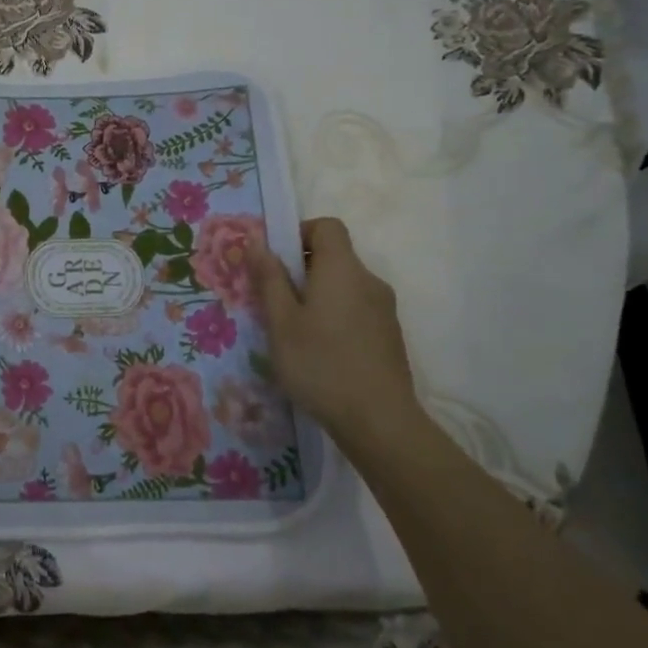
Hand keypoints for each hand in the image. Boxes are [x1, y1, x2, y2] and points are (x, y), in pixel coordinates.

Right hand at [246, 217, 423, 451]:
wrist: (380, 422)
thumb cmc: (321, 364)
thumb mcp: (281, 322)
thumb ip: (269, 278)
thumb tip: (257, 241)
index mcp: (342, 269)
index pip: (327, 226)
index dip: (299, 233)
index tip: (276, 262)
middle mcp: (369, 281)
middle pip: (334, 256)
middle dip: (301, 270)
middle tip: (275, 302)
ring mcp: (384, 309)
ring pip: (344, 286)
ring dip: (317, 296)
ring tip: (294, 332)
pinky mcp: (389, 335)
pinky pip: (356, 309)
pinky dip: (335, 316)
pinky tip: (320, 352)